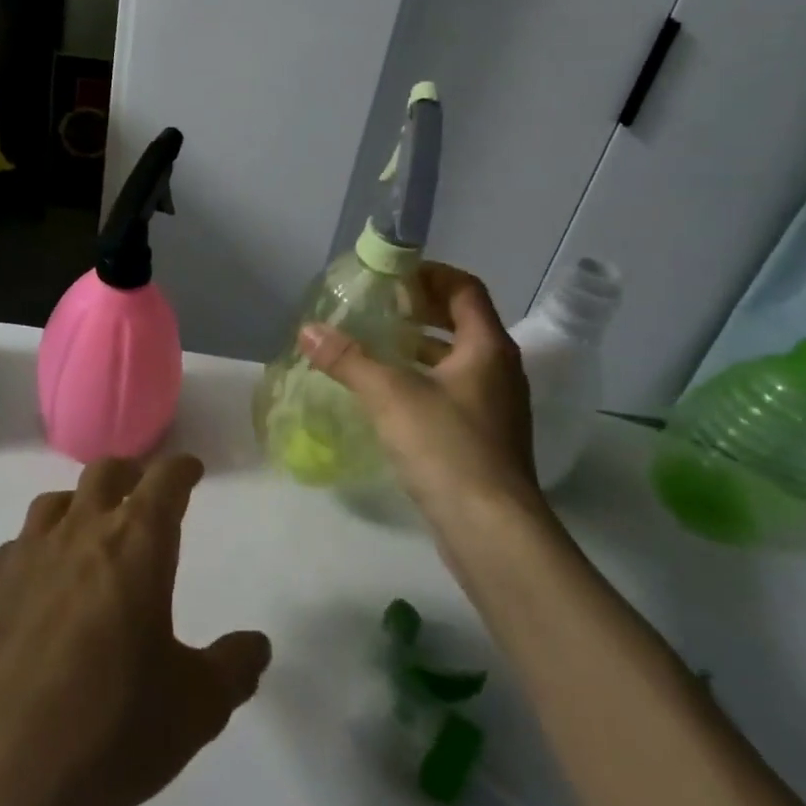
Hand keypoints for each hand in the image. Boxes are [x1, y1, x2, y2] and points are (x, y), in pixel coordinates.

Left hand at [0, 454, 271, 805]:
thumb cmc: (108, 730)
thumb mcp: (194, 709)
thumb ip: (232, 669)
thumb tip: (257, 645)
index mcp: (136, 544)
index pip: (164, 480)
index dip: (181, 470)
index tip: (190, 470)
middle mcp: (79, 531)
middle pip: (105, 473)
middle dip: (129, 473)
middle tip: (141, 488)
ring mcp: (25, 554)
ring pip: (55, 502)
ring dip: (78, 505)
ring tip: (87, 530)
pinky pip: (15, 547)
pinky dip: (35, 551)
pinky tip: (35, 585)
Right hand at [299, 261, 542, 519]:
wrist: (491, 531)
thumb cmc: (447, 447)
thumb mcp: (390, 395)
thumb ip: (348, 359)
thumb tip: (307, 330)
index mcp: (487, 347)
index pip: (465, 288)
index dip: (430, 274)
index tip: (392, 276)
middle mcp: (498, 370)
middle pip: (462, 321)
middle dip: (420, 309)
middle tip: (378, 307)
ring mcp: (494, 407)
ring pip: (456, 359)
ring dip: (420, 346)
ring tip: (376, 346)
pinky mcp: (483, 438)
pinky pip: (452, 391)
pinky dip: (423, 379)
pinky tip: (388, 395)